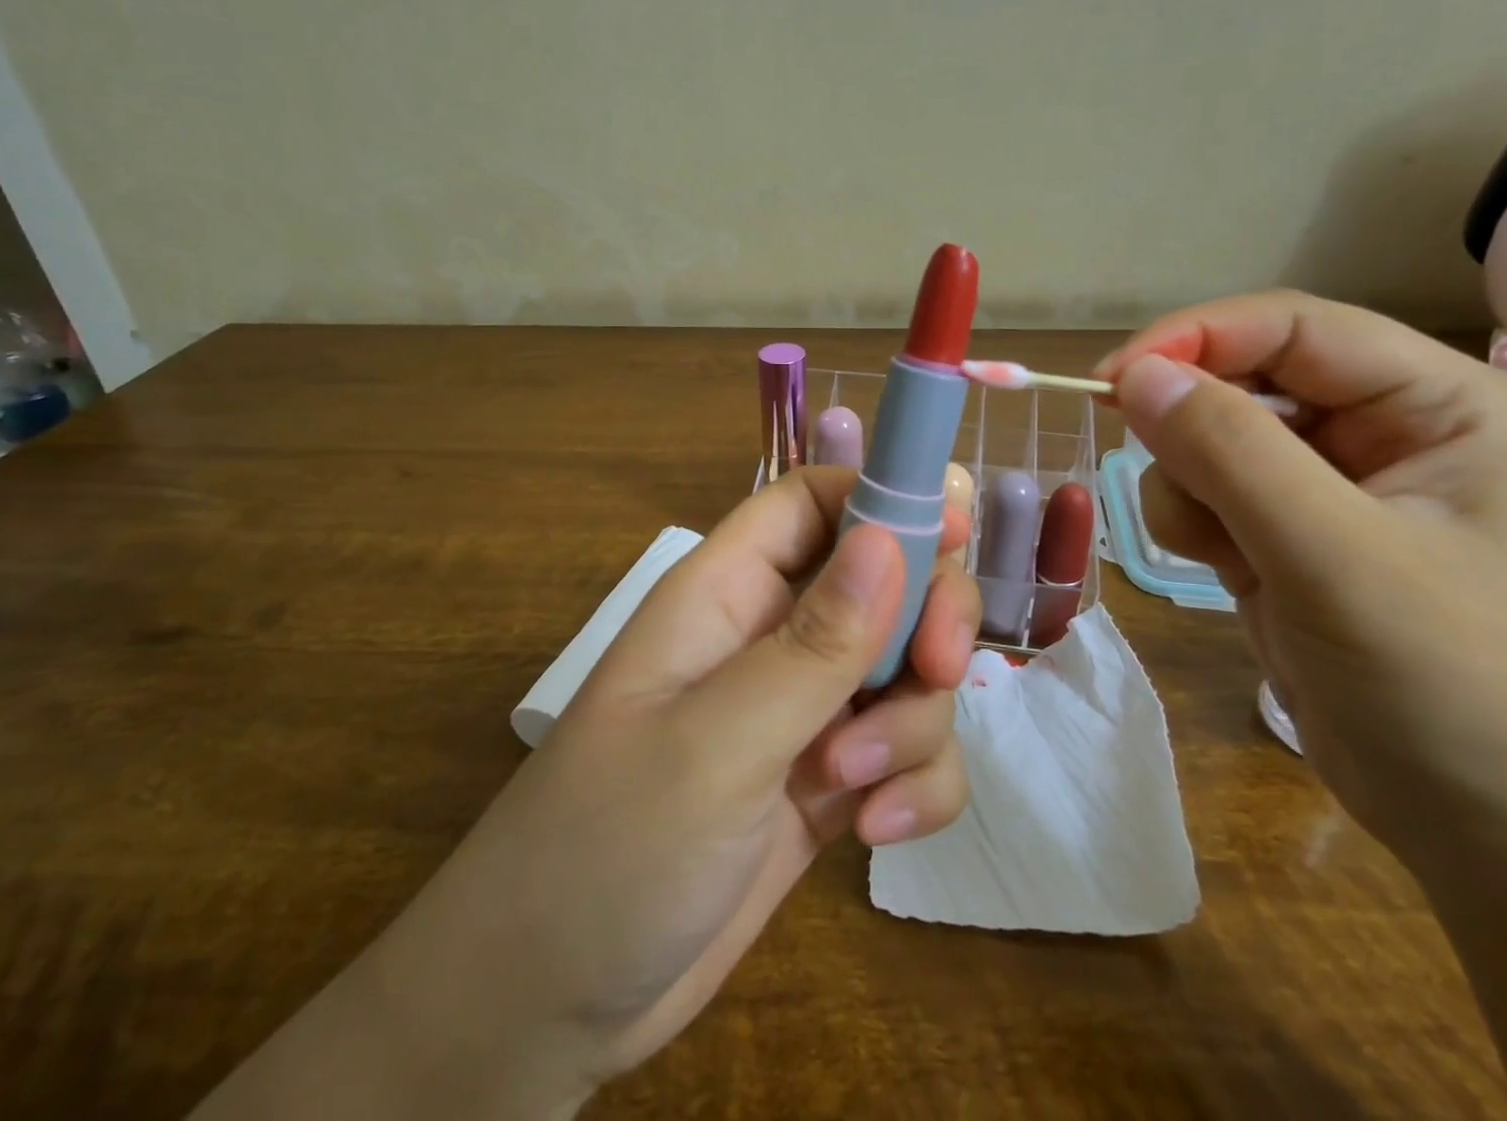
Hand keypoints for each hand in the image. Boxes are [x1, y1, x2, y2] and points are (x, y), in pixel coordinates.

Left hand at [359, 466, 978, 1115]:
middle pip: (884, 579)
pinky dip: (916, 784)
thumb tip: (891, 536)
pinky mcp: (828, 781)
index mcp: (729, 593)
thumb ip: (813, 645)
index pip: (813, 501)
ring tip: (855, 791)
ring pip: (907, 671)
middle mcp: (772, 636)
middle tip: (940, 668)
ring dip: (914, 724)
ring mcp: (804, 710)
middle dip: (927, 618)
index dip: (885, 499)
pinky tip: (877, 833)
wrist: (547, 1006)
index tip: (959, 538)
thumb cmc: (608, 849)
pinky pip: (908, 752)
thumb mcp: (715, 744)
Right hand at [1093, 291, 1506, 869]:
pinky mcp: (1289, 541)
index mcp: (1433, 402)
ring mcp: (1330, 491)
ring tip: (1227, 556)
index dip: (1193, 340)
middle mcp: (1381, 432)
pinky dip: (1193, 526)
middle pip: (1241, 383)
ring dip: (1190, 489)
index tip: (1109, 383)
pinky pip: (1207, 498)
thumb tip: (1134, 374)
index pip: (1289, 326)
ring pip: (1209, 443)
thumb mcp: (1339, 558)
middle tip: (1184, 497)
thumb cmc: (1461, 690)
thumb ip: (1232, 453)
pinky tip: (1229, 574)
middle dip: (1192, 433)